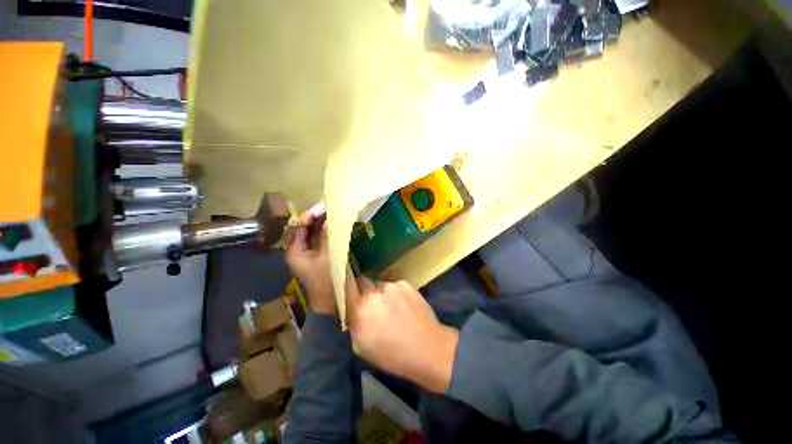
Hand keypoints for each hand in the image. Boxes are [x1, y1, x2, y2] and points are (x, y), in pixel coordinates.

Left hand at [285, 213, 334, 314]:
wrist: (332, 300)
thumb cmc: (326, 277)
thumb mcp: (327, 254)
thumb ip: (326, 235)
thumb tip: (328, 219)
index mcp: (294, 251)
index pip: (297, 227)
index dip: (308, 216)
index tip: (322, 208)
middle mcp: (298, 251)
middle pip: (305, 230)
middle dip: (317, 219)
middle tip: (330, 209)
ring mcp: (309, 254)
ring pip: (314, 235)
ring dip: (323, 225)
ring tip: (334, 215)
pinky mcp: (319, 257)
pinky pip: (321, 241)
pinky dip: (327, 233)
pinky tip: (335, 227)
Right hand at [345, 271, 458, 392]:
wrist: (426, 348)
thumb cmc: (392, 355)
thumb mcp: (362, 347)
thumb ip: (354, 324)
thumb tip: (352, 310)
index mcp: (359, 310)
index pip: (346, 285)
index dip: (345, 282)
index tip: (347, 284)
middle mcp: (373, 294)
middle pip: (363, 282)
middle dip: (364, 290)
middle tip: (372, 303)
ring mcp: (391, 287)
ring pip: (380, 285)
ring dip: (382, 293)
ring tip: (392, 307)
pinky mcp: (405, 284)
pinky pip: (395, 285)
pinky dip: (396, 293)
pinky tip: (404, 305)